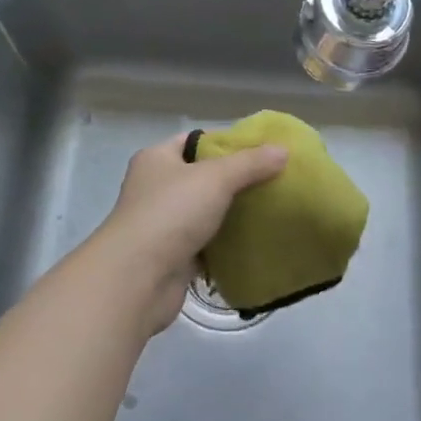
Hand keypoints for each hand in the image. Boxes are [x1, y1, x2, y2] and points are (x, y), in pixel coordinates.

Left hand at [85, 133, 287, 334]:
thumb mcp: (216, 178)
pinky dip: (225, 244)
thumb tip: (283, 150)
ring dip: (231, 214)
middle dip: (235, 180)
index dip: (226, 142)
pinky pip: (205, 244)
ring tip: (270, 209)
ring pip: (205, 212)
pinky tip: (255, 241)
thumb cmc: (171, 213)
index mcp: (156, 159)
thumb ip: (250, 163)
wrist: (137, 279)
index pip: (194, 141)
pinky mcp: (172, 257)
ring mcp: (162, 225)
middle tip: (272, 180)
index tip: (260, 150)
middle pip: (202, 177)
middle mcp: (155, 188)